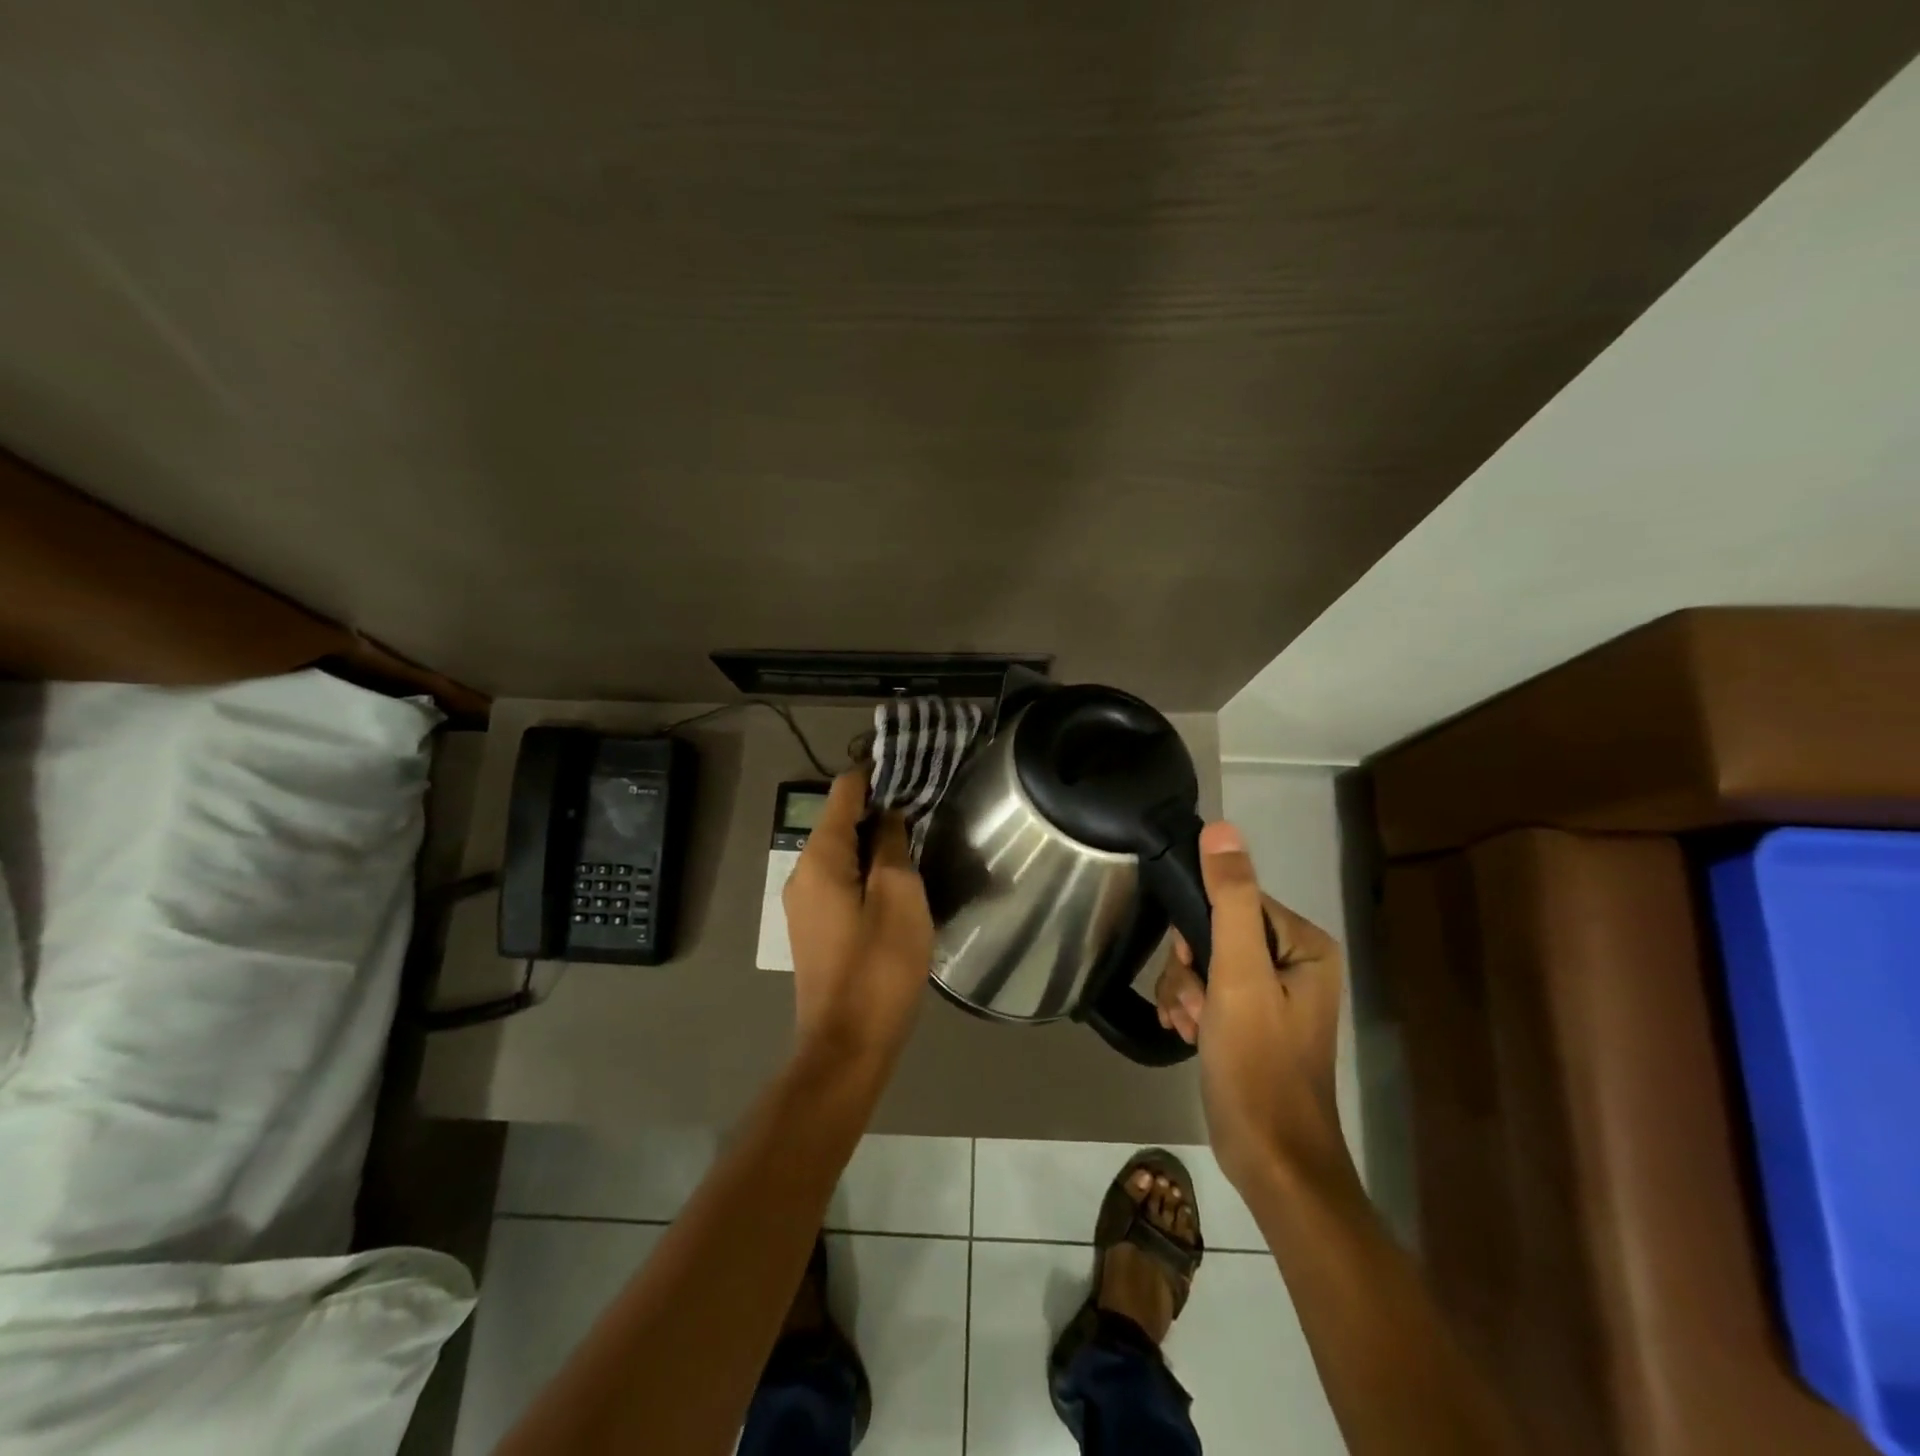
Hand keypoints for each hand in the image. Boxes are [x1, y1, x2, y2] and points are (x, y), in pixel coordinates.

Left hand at [782, 769, 934, 1068]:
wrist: (846, 1046)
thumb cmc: (878, 967)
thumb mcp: (899, 897)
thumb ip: (893, 845)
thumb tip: (888, 814)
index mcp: (820, 857)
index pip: (844, 791)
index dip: (875, 773)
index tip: (910, 765)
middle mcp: (803, 871)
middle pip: (839, 819)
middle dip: (879, 805)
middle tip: (924, 802)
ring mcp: (805, 901)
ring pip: (841, 851)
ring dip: (875, 838)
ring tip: (917, 835)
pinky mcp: (815, 926)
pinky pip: (840, 878)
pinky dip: (866, 867)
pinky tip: (897, 877)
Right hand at [1154, 821, 1348, 1192]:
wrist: (1270, 1159)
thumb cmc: (1258, 1063)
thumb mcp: (1238, 975)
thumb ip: (1228, 899)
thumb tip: (1220, 828)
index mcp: (1304, 943)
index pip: (1233, 900)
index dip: (1200, 930)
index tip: (1193, 967)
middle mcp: (1293, 960)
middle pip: (1214, 931)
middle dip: (1190, 969)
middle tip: (1196, 1006)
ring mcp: (1272, 992)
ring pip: (1203, 962)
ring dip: (1185, 991)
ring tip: (1190, 1027)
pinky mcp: (1251, 1018)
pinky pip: (1208, 990)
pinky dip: (1191, 1008)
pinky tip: (1188, 1034)